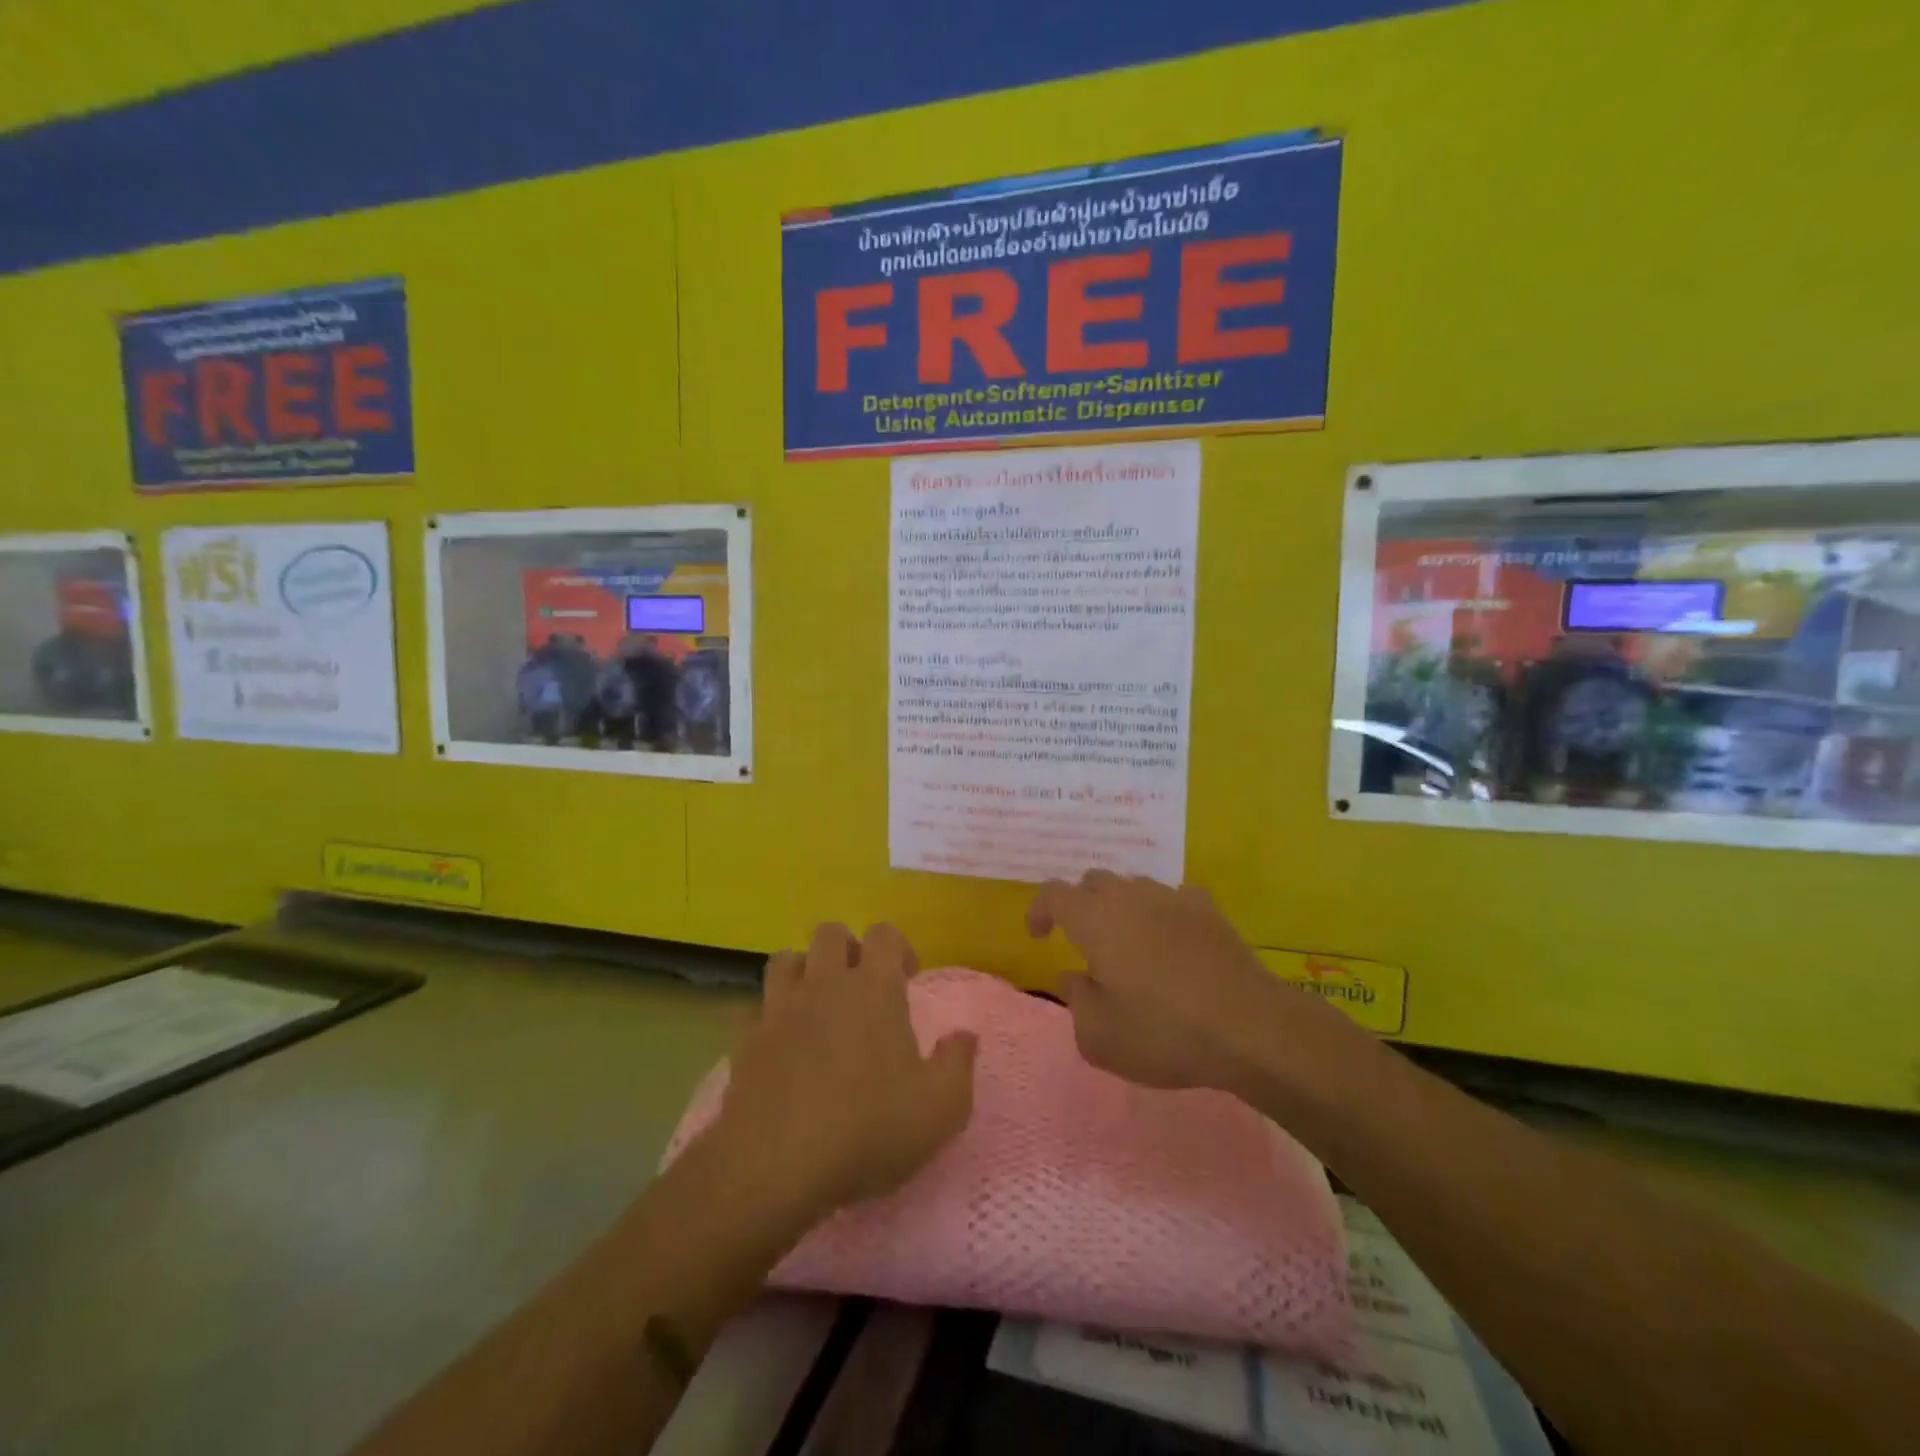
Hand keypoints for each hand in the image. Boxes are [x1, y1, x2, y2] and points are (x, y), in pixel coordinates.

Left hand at [711, 923, 976, 1225]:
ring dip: (804, 971)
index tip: (908, 977)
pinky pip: (756, 1009)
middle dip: (848, 948)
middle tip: (862, 985)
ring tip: (818, 1005)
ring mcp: (779, 1010)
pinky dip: (770, 1017)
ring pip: (785, 960)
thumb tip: (965, 1036)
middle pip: (830, 933)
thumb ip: (958, 1064)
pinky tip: (782, 1045)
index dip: (898, 946)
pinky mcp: (746, 1042)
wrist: (775, 1165)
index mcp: (873, 989)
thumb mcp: (941, 1108)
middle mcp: (824, 985)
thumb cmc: (868, 1129)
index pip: (884, 934)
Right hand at [1028, 871, 1350, 1095]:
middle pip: (1094, 882)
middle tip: (1084, 943)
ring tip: (1130, 945)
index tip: (1039, 936)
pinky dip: (1164, 914)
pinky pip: (1174, 899)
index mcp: (1095, 919)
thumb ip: (1075, 1000)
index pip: (1054, 893)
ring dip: (1122, 908)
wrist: (1248, 1027)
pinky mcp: (1209, 910)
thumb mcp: (1099, 1036)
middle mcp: (1130, 896)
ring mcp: (1172, 898)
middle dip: (1080, 906)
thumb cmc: (1163, 1032)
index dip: (1040, 909)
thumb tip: (1072, 977)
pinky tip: (1173, 942)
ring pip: (1134, 887)